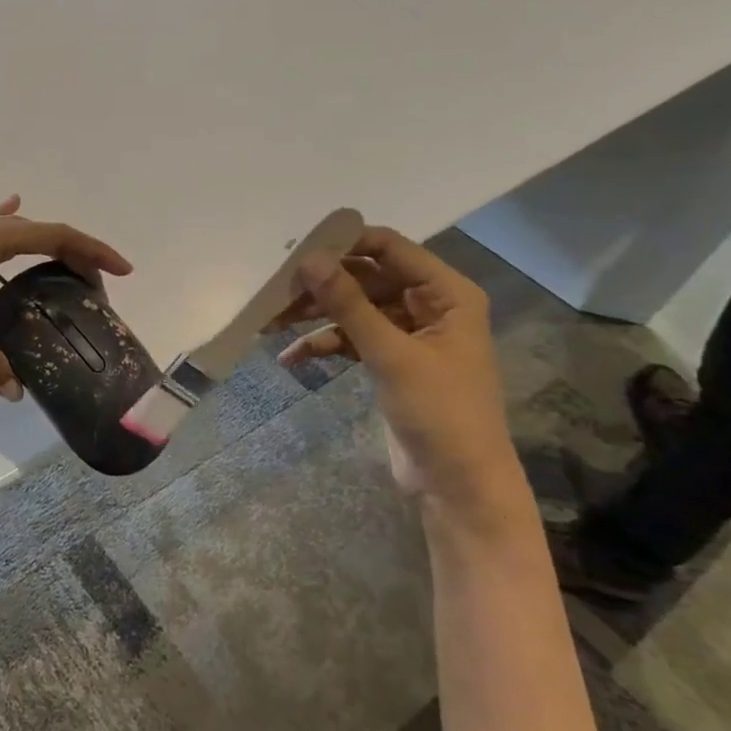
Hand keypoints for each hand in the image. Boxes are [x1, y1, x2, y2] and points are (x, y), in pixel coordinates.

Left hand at [0, 196, 131, 398]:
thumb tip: (16, 393)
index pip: (55, 235)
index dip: (92, 250)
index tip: (122, 271)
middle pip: (41, 231)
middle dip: (75, 253)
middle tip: (96, 286)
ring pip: (15, 230)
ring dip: (45, 243)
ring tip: (66, 265)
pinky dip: (6, 220)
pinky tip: (10, 206)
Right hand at [272, 227, 519, 515]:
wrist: (459, 486)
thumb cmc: (440, 412)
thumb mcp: (391, 354)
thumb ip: (348, 303)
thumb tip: (308, 259)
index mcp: (447, 293)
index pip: (389, 248)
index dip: (344, 244)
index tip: (298, 251)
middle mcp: (429, 305)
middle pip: (365, 277)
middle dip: (322, 284)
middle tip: (276, 290)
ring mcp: (408, 333)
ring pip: (353, 307)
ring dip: (316, 314)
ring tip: (271, 322)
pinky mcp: (390, 360)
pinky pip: (351, 338)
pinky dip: (323, 344)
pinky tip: (291, 357)